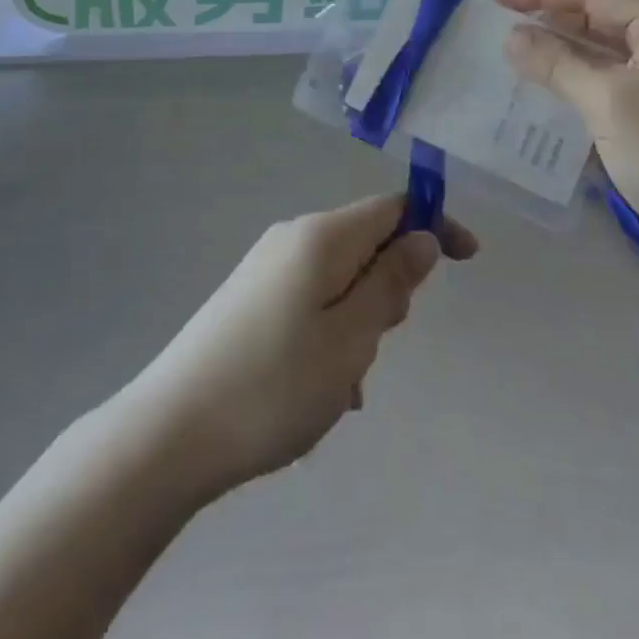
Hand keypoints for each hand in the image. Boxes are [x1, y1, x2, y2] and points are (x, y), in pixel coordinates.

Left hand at [129, 195, 476, 495]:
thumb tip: (422, 238)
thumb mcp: (351, 338)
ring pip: (339, 280)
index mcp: (320, 236)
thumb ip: (391, 282)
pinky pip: (310, 304)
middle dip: (389, 288)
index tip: (468, 260)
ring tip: (341, 384)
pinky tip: (316, 391)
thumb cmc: (274, 385)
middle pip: (365, 243)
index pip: (392, 206)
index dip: (434, 224)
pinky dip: (328, 336)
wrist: (170, 432)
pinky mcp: (248, 300)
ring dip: (358, 323)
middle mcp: (291, 239)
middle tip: (376, 345)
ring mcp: (265, 269)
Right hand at [495, 0, 638, 271]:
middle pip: (607, 9)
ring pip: (615, 42)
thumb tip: (512, 37)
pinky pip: (626, 70)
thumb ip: (557, 62)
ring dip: (568, 45)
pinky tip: (556, 80)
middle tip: (498, 24)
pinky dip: (589, 72)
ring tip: (517, 49)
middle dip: (553, 15)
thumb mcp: (608, 105)